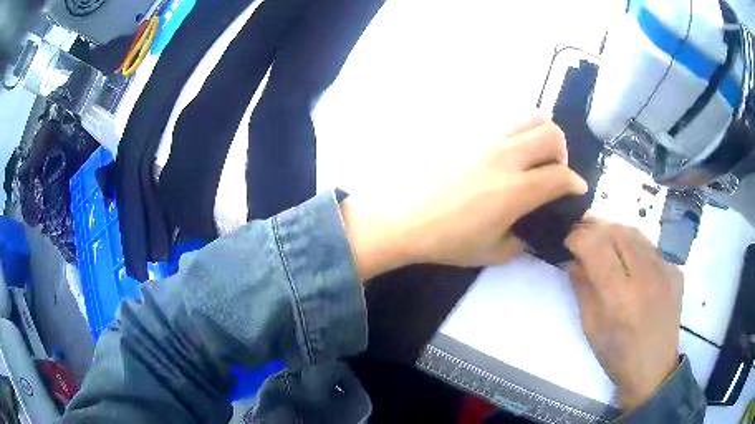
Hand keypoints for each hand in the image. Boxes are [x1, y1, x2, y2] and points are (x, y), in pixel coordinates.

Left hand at [341, 112, 587, 279]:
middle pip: (552, 134)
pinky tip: (506, 155)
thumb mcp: (493, 252)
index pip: (561, 176)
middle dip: (563, 153)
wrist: (404, 219)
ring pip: (530, 117)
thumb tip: (531, 228)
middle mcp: (506, 157)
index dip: (576, 184)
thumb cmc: (448, 241)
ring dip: (543, 134)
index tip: (577, 190)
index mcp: (517, 190)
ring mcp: (486, 140)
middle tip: (554, 171)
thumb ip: (522, 239)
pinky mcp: (469, 134)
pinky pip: (505, 123)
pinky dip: (518, 133)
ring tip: (534, 156)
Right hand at [565, 218, 683, 410]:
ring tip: (604, 240)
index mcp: (620, 298)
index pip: (595, 247)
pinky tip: (631, 261)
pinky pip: (651, 248)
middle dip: (595, 227)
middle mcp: (646, 277)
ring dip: (615, 232)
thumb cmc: (617, 355)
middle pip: (617, 232)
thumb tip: (574, 260)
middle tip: (583, 232)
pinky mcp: (676, 271)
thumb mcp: (591, 328)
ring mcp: (665, 271)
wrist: (654, 369)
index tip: (568, 239)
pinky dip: (635, 247)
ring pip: (636, 233)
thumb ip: (583, 289)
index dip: (577, 236)